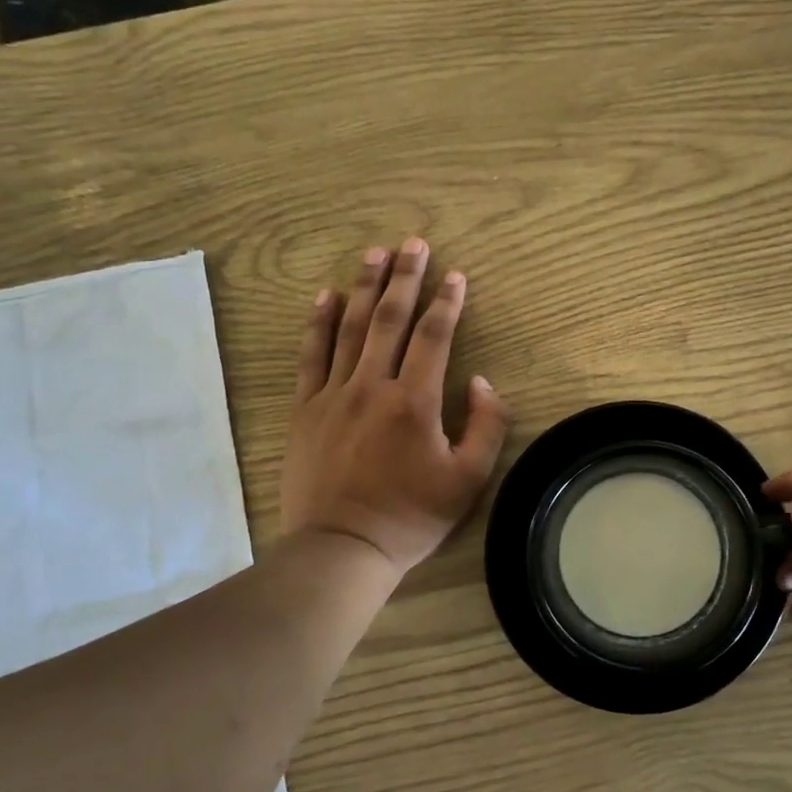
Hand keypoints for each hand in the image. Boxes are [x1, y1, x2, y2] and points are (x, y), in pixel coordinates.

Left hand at [282, 238, 510, 580]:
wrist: (342, 548)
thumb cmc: (411, 517)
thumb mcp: (469, 480)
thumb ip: (486, 426)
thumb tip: (480, 382)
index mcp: (415, 402)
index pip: (434, 337)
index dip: (448, 302)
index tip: (456, 275)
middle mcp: (372, 386)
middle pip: (389, 319)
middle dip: (405, 278)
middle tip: (413, 243)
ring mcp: (333, 395)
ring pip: (350, 328)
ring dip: (364, 287)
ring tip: (374, 253)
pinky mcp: (305, 409)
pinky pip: (310, 355)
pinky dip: (318, 322)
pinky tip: (325, 296)